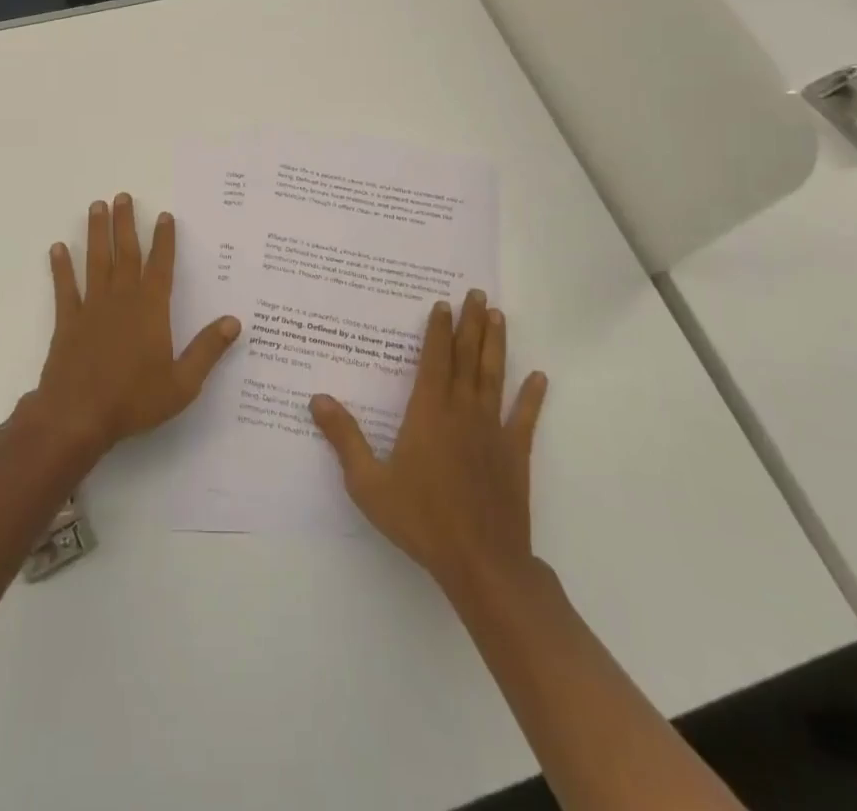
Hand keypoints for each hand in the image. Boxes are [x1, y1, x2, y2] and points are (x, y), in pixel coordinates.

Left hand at [31, 194, 241, 457]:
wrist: (78, 416)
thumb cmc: (134, 400)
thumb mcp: (182, 383)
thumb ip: (208, 350)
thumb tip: (235, 321)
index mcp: (151, 310)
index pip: (161, 266)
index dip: (164, 240)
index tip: (165, 215)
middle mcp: (121, 299)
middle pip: (125, 253)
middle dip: (126, 223)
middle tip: (122, 196)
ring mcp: (91, 307)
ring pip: (95, 261)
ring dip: (96, 233)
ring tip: (96, 206)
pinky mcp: (67, 321)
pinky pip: (65, 288)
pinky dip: (61, 267)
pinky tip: (57, 248)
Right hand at [310, 290, 547, 598]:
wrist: (481, 562)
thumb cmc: (421, 520)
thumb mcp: (368, 483)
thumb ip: (344, 437)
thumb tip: (317, 398)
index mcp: (428, 413)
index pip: (434, 360)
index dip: (438, 330)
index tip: (442, 304)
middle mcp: (462, 411)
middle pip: (467, 358)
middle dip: (471, 324)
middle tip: (477, 293)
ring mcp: (492, 431)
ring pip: (494, 377)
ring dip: (496, 345)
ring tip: (499, 316)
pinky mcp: (515, 454)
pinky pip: (525, 419)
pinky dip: (532, 397)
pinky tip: (540, 378)